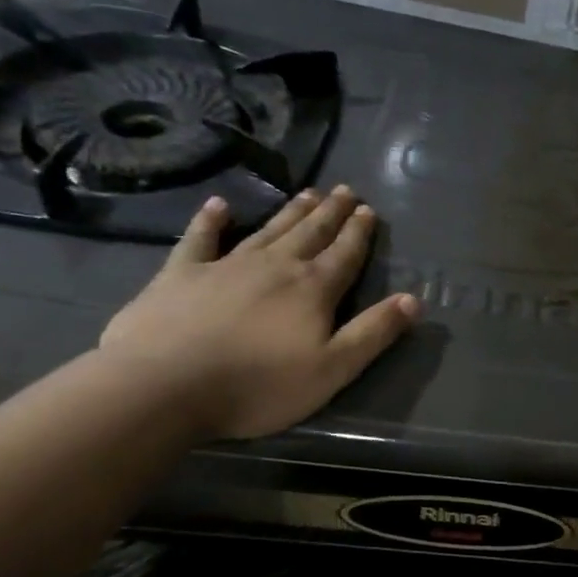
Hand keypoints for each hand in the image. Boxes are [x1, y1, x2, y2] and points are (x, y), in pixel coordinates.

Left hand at [98, 187, 418, 440]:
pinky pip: (200, 239)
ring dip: (290, 211)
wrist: (163, 386)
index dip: (359, 233)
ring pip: (268, 230)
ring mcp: (225, 266)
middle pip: (310, 233)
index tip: (369, 210)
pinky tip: (218, 205)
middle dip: (331, 212)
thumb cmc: (258, 385)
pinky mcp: (181, 275)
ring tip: (308, 192)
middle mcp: (275, 266)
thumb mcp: (333, 369)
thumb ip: (374, 332)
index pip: (344, 254)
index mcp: (312, 289)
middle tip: (344, 190)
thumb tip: (413, 300)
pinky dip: (210, 221)